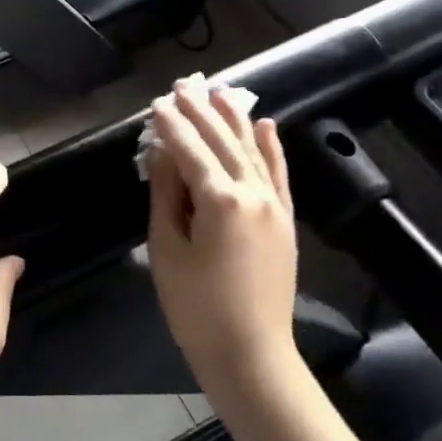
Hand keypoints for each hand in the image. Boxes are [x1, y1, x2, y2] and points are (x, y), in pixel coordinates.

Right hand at [146, 75, 300, 399]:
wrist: (251, 355)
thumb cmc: (196, 306)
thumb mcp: (167, 247)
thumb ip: (166, 193)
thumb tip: (163, 151)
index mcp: (219, 199)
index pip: (189, 149)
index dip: (170, 125)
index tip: (156, 103)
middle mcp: (251, 192)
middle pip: (221, 141)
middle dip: (200, 111)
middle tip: (182, 85)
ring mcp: (273, 205)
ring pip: (251, 150)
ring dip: (233, 119)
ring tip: (218, 91)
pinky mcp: (285, 220)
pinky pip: (278, 174)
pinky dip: (271, 147)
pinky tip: (265, 124)